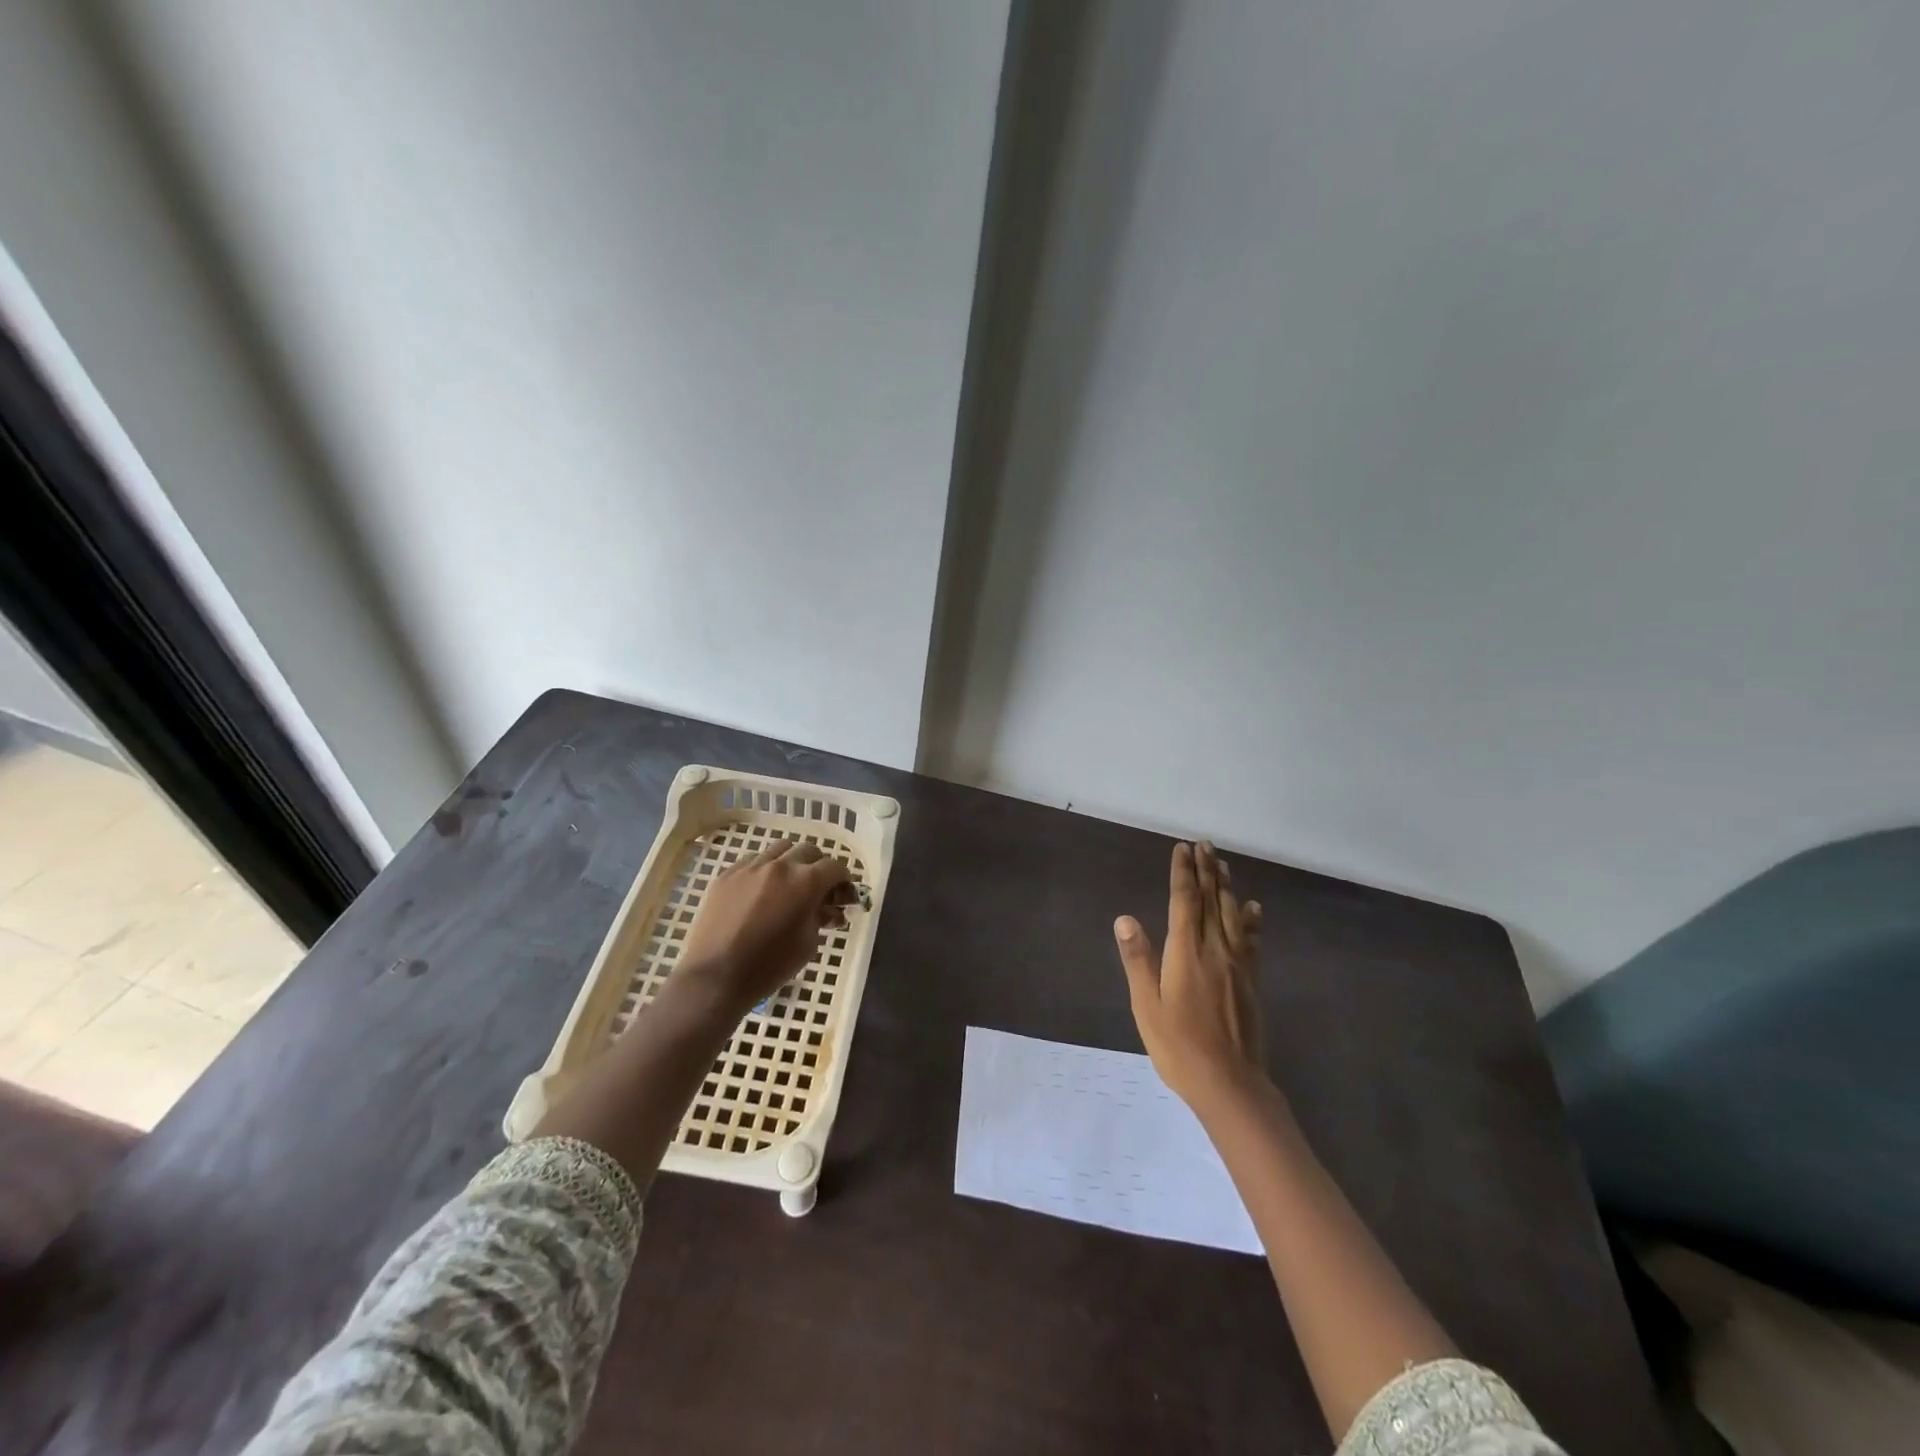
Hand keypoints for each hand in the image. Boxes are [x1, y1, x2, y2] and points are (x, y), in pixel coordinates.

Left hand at [676, 838, 852, 1014]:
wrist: (715, 976)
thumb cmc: (769, 965)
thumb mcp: (808, 943)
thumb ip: (821, 917)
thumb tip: (829, 908)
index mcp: (806, 882)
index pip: (835, 867)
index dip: (843, 879)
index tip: (842, 893)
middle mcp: (780, 865)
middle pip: (809, 850)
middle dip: (819, 866)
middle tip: (818, 887)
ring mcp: (751, 867)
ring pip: (780, 848)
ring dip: (791, 861)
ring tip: (789, 882)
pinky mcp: (727, 874)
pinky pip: (753, 860)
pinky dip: (765, 868)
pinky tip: (761, 890)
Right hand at [1114, 841, 1265, 1107]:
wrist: (1230, 1083)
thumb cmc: (1178, 1046)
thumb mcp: (1146, 1006)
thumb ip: (1138, 960)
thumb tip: (1125, 918)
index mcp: (1186, 953)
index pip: (1184, 901)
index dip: (1183, 873)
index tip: (1182, 848)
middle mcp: (1214, 950)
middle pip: (1211, 901)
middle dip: (1206, 870)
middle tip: (1203, 844)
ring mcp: (1237, 965)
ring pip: (1232, 915)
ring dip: (1226, 886)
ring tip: (1222, 863)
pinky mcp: (1250, 981)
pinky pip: (1250, 940)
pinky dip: (1250, 919)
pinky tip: (1252, 908)